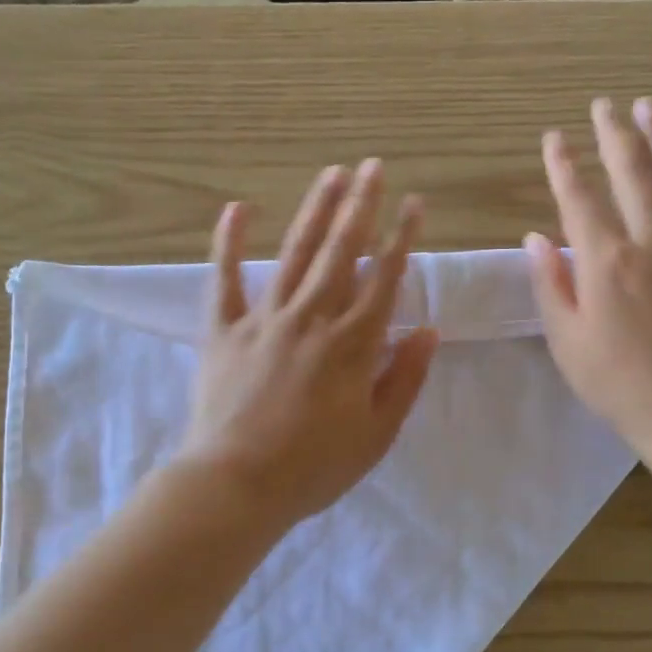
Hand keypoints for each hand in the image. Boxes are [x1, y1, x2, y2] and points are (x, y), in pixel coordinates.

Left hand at [179, 160, 439, 530]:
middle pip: (341, 252)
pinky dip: (229, 242)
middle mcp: (311, 318)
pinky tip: (238, 207)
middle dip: (360, 206)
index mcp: (352, 344)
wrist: (236, 484)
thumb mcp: (377, 434)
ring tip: (331, 173)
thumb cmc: (313, 467)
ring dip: (315, 211)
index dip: (402, 238)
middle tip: (373, 166)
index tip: (414, 203)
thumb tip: (428, 330)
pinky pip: (224, 278)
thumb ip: (405, 379)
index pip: (385, 279)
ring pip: (295, 254)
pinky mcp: (222, 329)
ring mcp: (263, 319)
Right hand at [525, 97, 651, 441]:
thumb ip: (551, 284)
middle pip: (632, 175)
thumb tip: (536, 238)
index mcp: (606, 263)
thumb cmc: (616, 382)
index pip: (579, 200)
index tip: (553, 138)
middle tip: (604, 105)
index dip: (563, 166)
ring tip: (650, 109)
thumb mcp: (567, 340)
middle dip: (615, 135)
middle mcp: (651, 244)